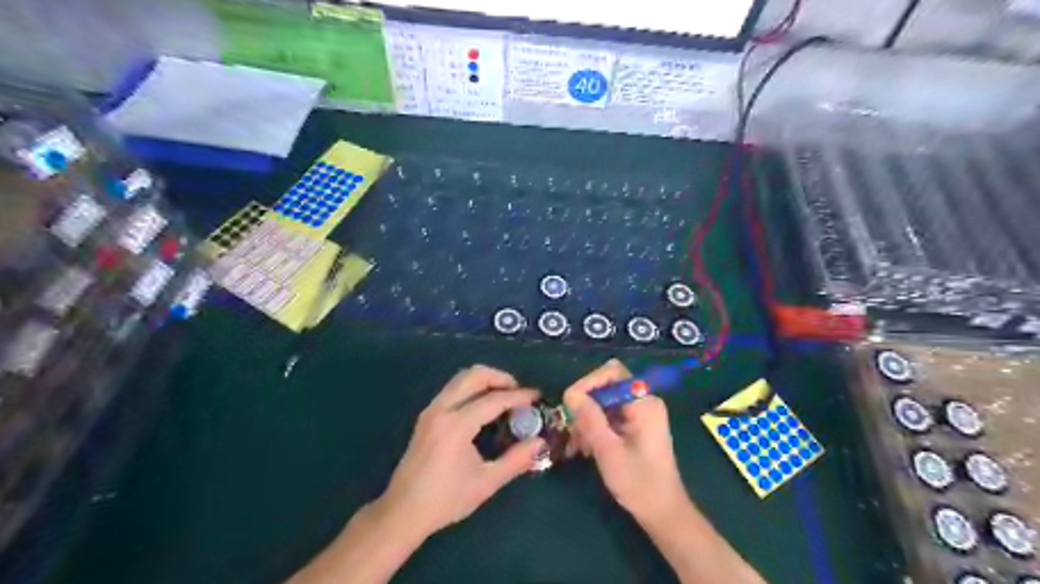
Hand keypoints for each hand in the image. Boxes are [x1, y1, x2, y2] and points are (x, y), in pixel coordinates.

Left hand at [378, 365, 546, 538]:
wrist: (403, 511)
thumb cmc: (446, 499)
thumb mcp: (486, 482)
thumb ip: (516, 459)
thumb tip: (540, 442)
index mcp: (457, 424)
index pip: (494, 399)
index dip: (519, 396)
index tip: (537, 397)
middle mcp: (442, 409)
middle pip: (474, 375)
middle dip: (500, 377)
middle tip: (519, 392)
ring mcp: (431, 410)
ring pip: (461, 378)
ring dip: (485, 381)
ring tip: (504, 397)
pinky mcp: (427, 415)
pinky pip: (453, 389)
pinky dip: (472, 388)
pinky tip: (484, 407)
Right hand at [560, 358, 689, 526]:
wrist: (662, 513)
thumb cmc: (638, 482)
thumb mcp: (608, 450)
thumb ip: (589, 418)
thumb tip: (570, 393)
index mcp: (644, 403)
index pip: (612, 373)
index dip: (588, 383)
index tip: (570, 404)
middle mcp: (644, 402)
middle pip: (606, 387)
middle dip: (585, 405)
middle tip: (571, 429)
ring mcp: (640, 414)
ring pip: (604, 402)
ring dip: (587, 419)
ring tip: (577, 445)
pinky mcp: (636, 427)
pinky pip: (609, 416)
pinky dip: (595, 428)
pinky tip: (586, 448)